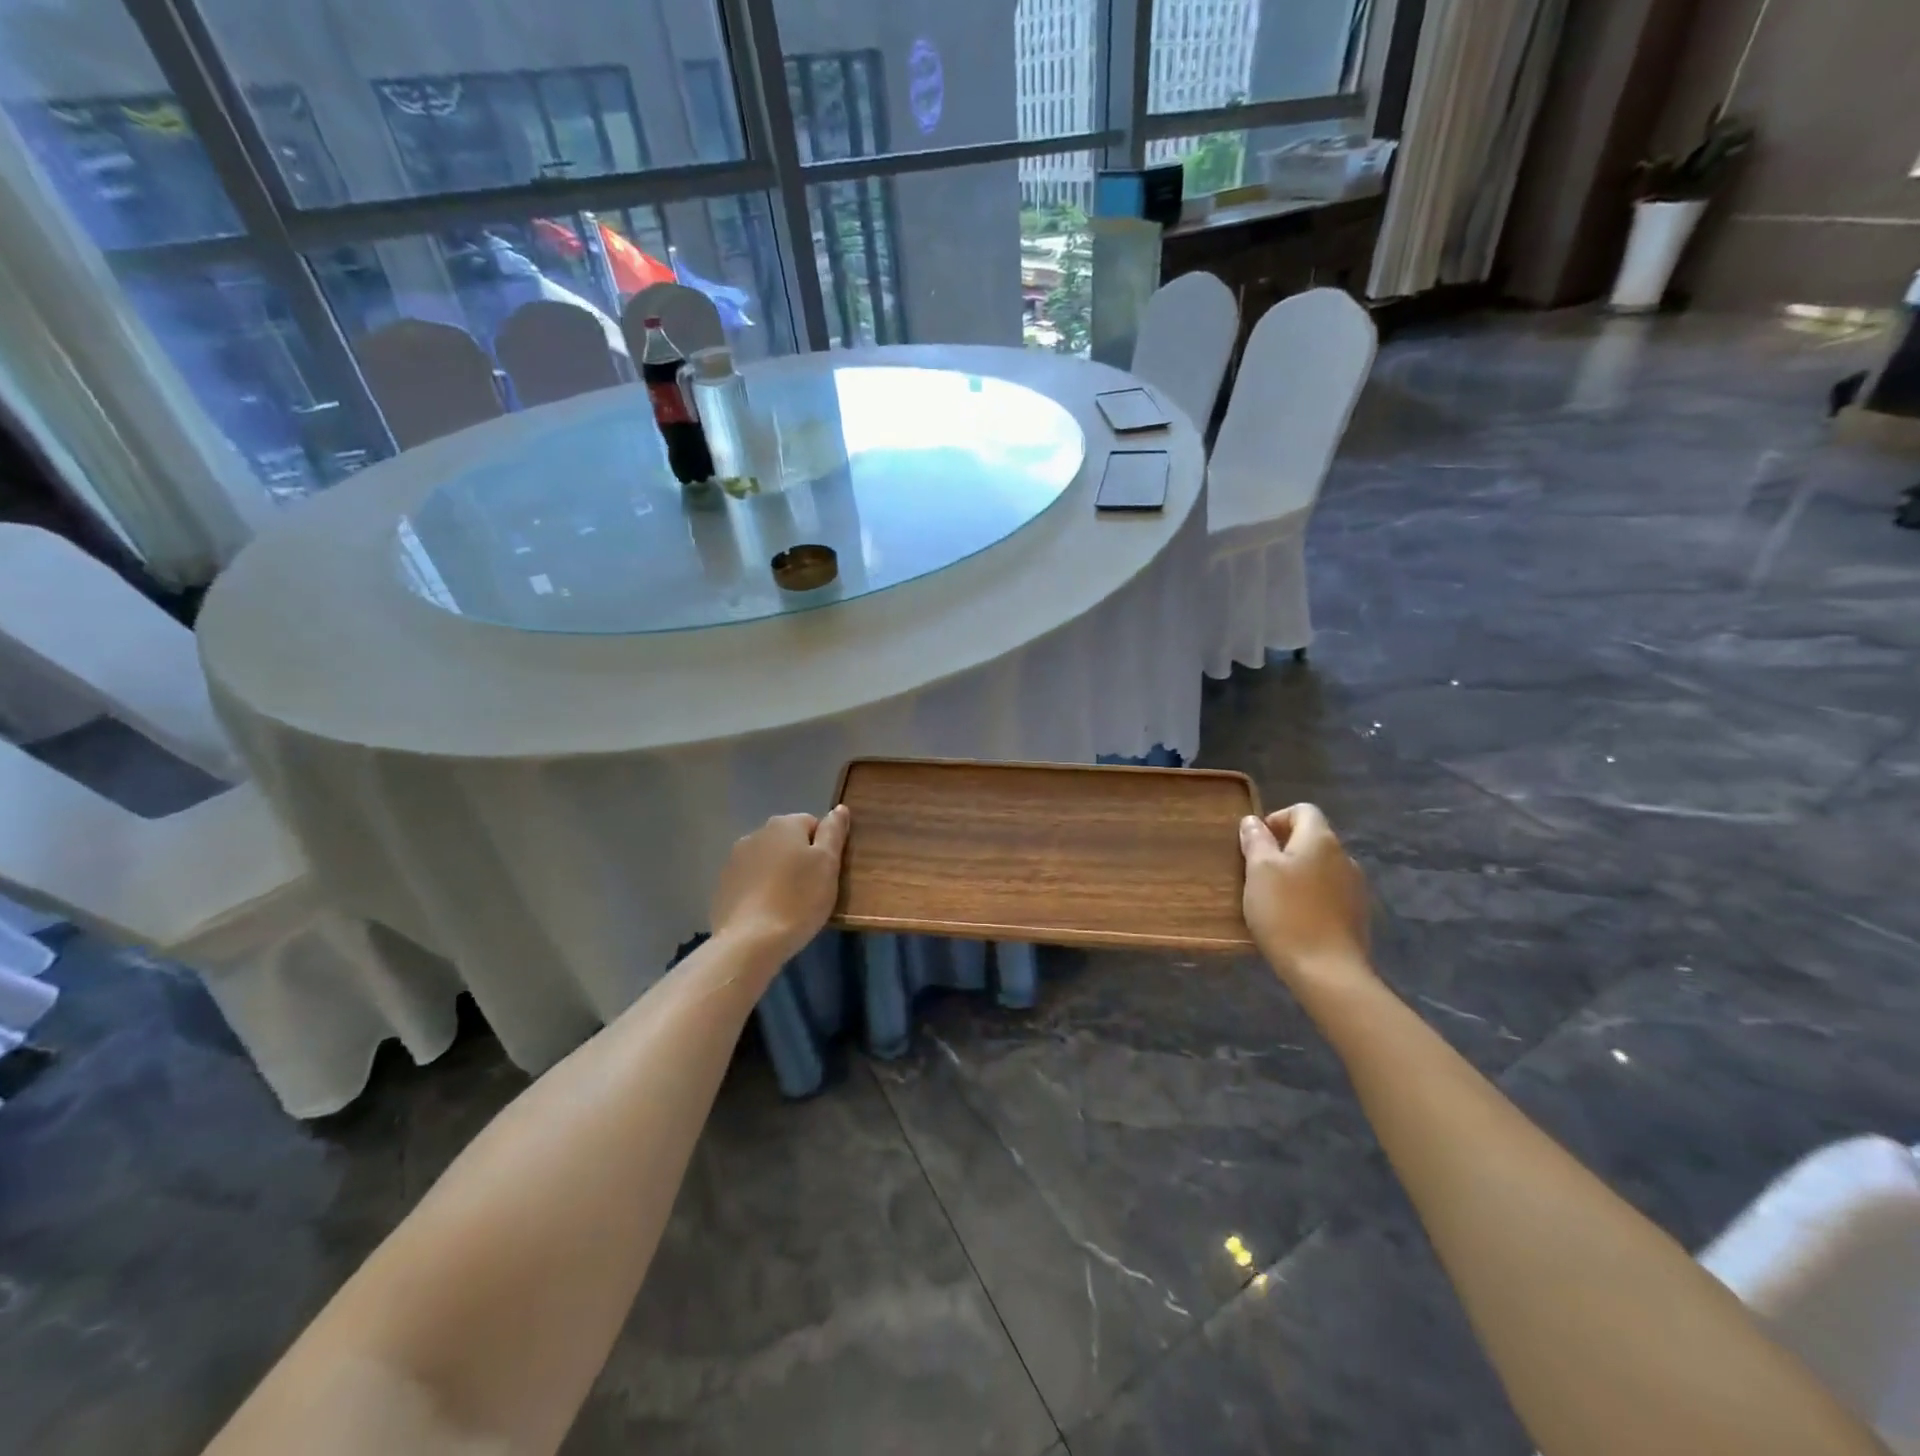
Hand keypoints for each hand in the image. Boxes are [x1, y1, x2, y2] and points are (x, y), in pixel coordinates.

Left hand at [710, 807, 849, 965]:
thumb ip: (834, 832)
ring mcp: (734, 860)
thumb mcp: (828, 864)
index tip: (827, 874)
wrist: (750, 942)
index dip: (824, 848)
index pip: (812, 824)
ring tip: (789, 904)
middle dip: (799, 859)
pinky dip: (760, 890)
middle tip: (811, 890)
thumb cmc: (798, 900)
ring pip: (767, 860)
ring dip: (778, 873)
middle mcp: (756, 834)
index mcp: (784, 825)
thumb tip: (839, 808)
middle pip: (788, 841)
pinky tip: (767, 913)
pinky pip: (750, 881)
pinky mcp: (723, 885)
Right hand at [1239, 804, 1371, 988]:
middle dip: (1285, 849)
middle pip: (1312, 839)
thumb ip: (1256, 841)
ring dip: (1299, 874)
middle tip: (1258, 873)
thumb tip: (1253, 821)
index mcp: (1321, 839)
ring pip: (1321, 867)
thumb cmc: (1286, 912)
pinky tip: (1295, 918)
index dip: (1277, 819)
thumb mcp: (1258, 871)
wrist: (1327, 970)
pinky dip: (1312, 896)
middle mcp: (1344, 856)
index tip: (1256, 843)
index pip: (1303, 810)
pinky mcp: (1358, 914)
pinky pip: (1330, 893)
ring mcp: (1355, 887)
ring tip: (1275, 898)